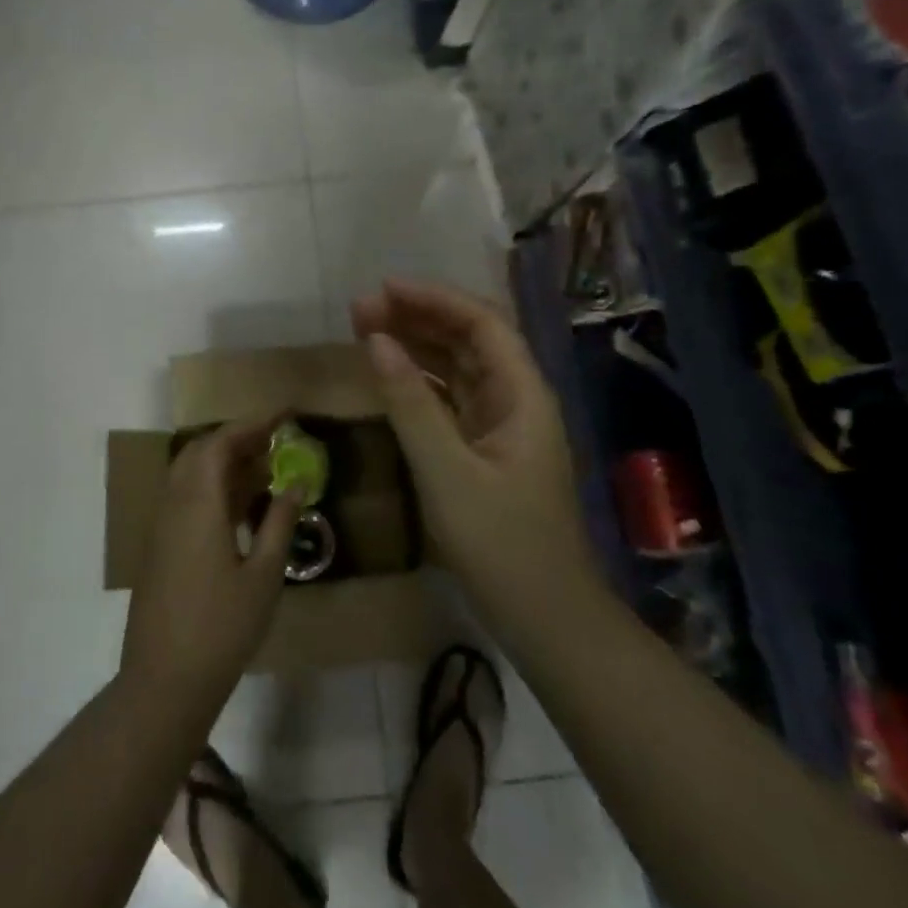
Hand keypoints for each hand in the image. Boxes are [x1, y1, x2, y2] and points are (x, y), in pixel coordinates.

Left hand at [121, 416, 300, 709]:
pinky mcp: (158, 546)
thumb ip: (280, 523)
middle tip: (273, 442)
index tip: (282, 416)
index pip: (220, 444)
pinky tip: (239, 507)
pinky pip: (184, 496)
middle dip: (236, 439)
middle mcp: (173, 504)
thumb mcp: (264, 576)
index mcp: (198, 504)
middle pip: (200, 451)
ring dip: (222, 462)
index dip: (250, 425)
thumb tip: (297, 483)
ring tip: (262, 470)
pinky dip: (211, 486)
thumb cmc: (222, 627)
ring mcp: (161, 526)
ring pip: (189, 473)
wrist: (164, 681)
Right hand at [351, 280, 599, 631]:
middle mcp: (517, 398)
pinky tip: (390, 374)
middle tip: (361, 308)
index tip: (384, 288)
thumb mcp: (447, 471)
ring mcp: (502, 424)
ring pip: (458, 366)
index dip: (434, 298)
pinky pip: (451, 397)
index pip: (482, 323)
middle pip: (469, 338)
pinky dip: (420, 380)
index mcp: (523, 394)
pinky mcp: (486, 448)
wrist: (546, 619)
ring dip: (416, 344)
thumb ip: (410, 403)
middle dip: (418, 316)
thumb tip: (376, 341)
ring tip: (365, 329)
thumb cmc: (502, 544)